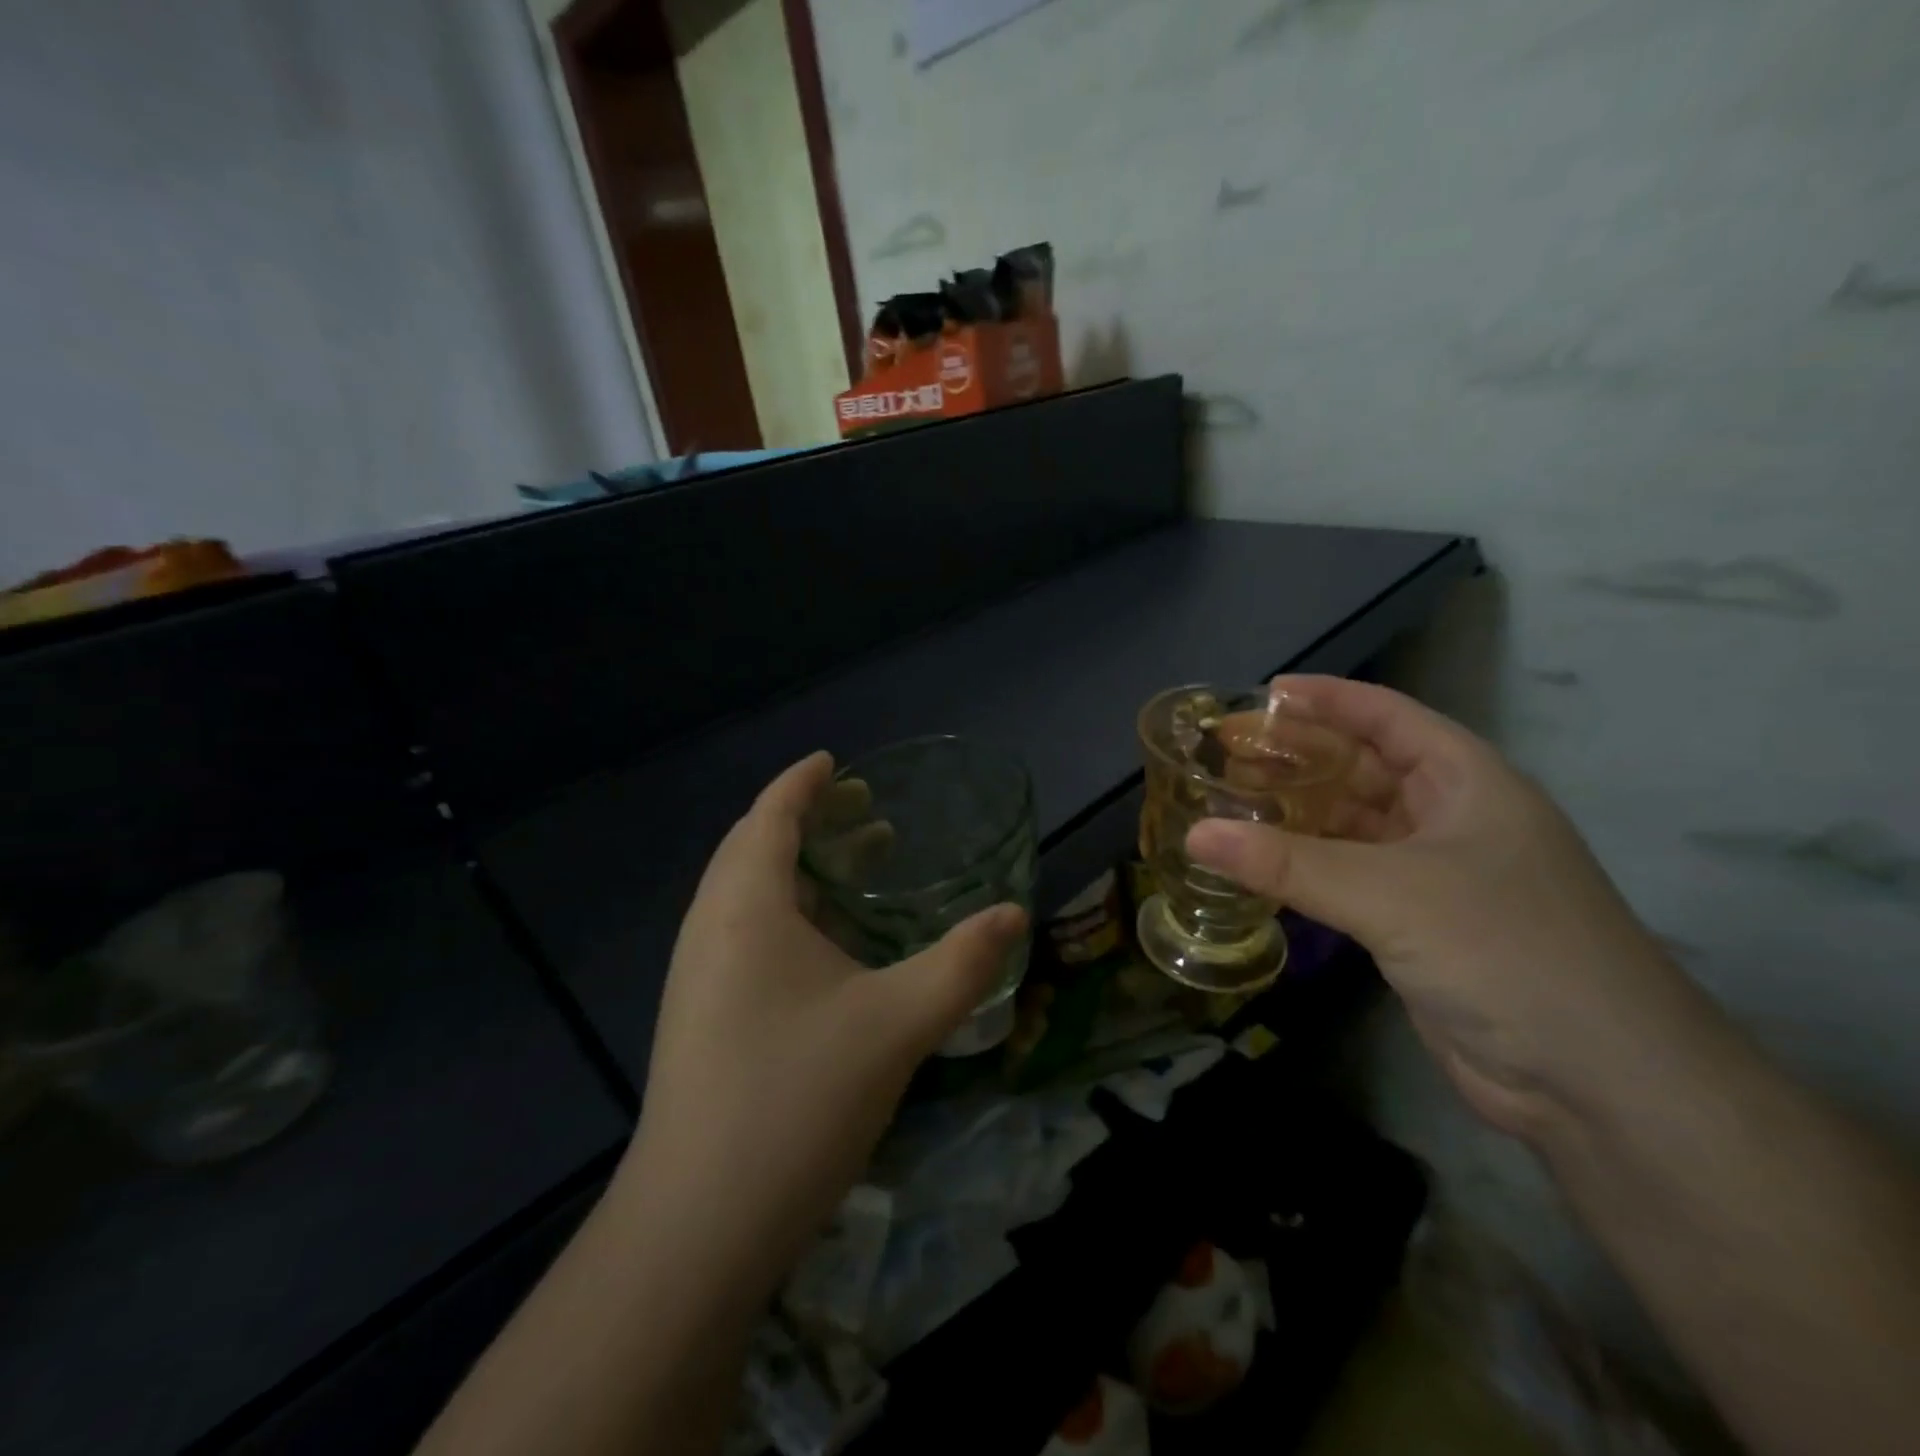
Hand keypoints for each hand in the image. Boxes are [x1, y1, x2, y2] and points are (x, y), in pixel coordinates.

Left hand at [621, 752, 1026, 1283]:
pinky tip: (828, 945)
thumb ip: (963, 963)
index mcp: (745, 905)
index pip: (770, 815)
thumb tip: (1014, 913)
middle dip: (805, 819)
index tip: (835, 761)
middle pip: (753, 847)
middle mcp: (710, 927)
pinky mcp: (700, 1016)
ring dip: (797, 868)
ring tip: (857, 866)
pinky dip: (786, 911)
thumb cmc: (797, 1097)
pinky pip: (743, 933)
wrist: (698, 1226)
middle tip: (862, 810)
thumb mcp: (897, 1022)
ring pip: (746, 893)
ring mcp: (697, 975)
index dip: (802, 782)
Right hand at [1185, 676, 1698, 1140]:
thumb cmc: (1506, 950)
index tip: (1264, 694)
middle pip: (1365, 768)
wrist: (1598, 1082)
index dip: (1328, 699)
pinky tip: (1260, 865)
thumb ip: (1287, 863)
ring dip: (1298, 814)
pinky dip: (1306, 867)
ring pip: (1354, 825)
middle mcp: (1452, 818)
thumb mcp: (1390, 894)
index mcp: (1467, 782)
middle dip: (1300, 757)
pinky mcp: (1418, 925)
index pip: (1388, 716)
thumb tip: (1195, 834)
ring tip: (1231, 802)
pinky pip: (1349, 877)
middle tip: (1229, 752)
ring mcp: (1436, 875)